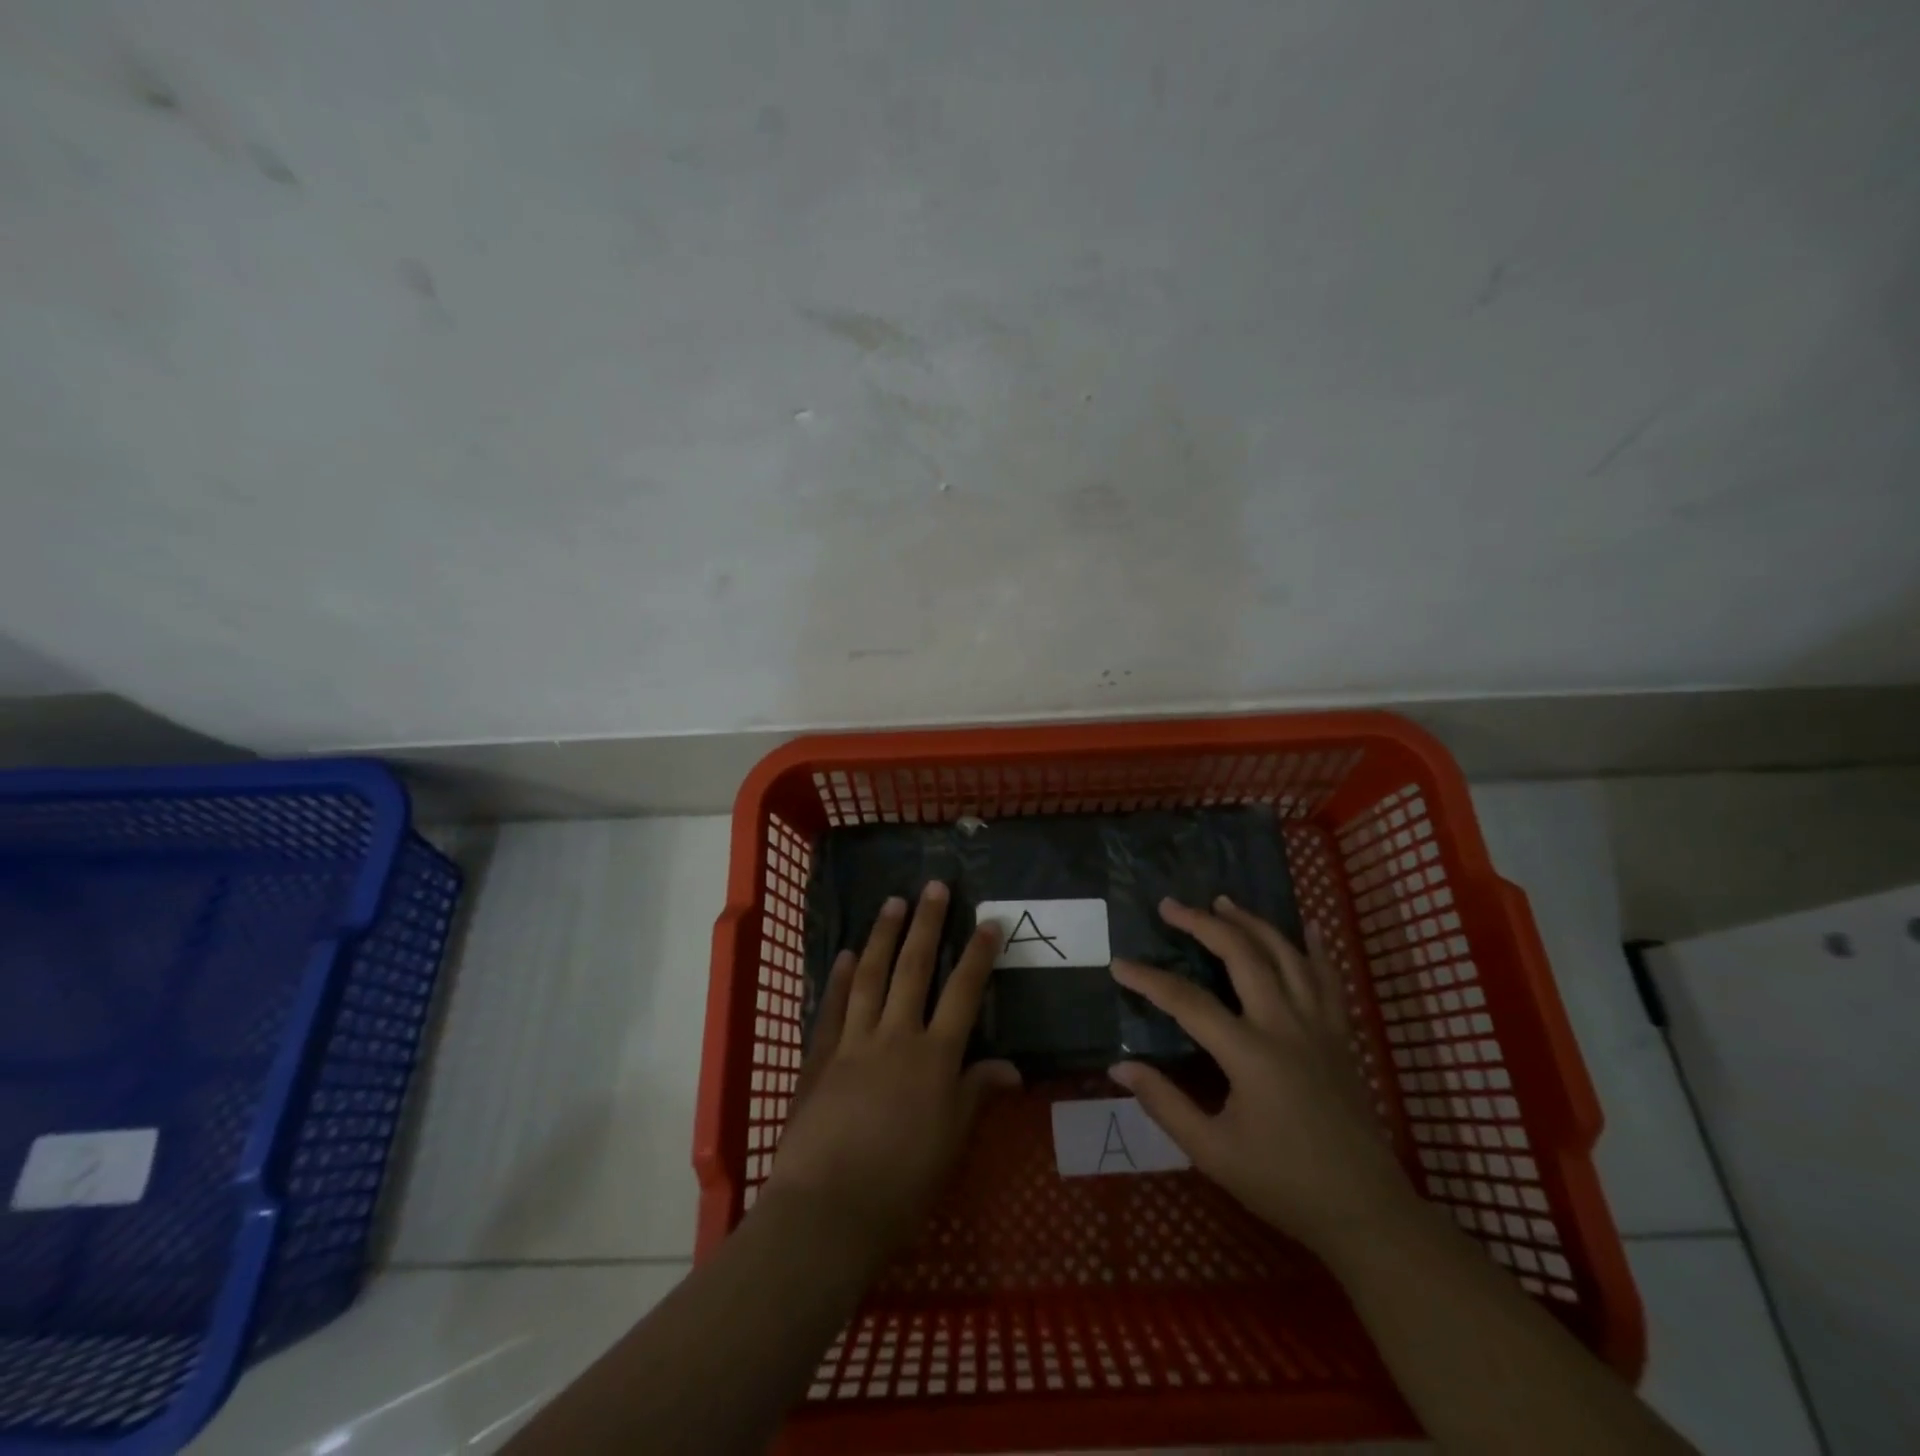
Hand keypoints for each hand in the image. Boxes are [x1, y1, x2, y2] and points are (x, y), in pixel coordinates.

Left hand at [765, 882, 1021, 1256]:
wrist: (827, 1210)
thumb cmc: (901, 1185)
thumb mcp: (952, 1143)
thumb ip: (977, 1094)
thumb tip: (1012, 1066)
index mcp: (934, 1057)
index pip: (963, 993)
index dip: (978, 955)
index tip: (989, 922)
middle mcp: (895, 1036)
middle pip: (914, 968)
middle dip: (926, 924)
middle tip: (934, 886)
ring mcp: (853, 1041)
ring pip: (870, 975)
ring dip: (882, 935)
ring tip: (892, 903)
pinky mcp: (819, 1056)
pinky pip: (832, 1006)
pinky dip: (839, 978)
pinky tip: (844, 955)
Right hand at [1109, 895, 1413, 1258]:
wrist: (1365, 1211)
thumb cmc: (1283, 1184)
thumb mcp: (1212, 1152)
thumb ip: (1164, 1104)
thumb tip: (1119, 1067)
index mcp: (1250, 1053)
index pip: (1187, 1001)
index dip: (1149, 979)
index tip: (1118, 964)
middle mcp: (1285, 1026)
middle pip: (1242, 956)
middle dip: (1202, 924)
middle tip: (1170, 906)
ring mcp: (1319, 1027)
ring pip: (1286, 956)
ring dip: (1252, 923)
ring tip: (1224, 902)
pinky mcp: (1341, 1037)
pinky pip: (1330, 981)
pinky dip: (1317, 950)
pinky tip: (1308, 928)